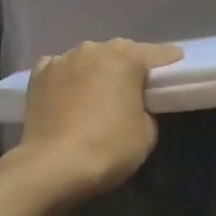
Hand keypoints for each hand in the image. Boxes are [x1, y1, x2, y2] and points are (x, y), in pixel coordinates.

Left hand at [16, 38, 182, 196]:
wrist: (52, 166)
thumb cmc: (108, 148)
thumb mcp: (146, 133)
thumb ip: (145, 109)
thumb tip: (133, 106)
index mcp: (126, 58)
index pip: (157, 54)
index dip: (169, 61)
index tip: (177, 64)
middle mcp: (94, 49)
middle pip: (119, 52)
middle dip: (128, 66)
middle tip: (134, 86)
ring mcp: (62, 59)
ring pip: (88, 59)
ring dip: (95, 71)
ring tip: (97, 93)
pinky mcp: (38, 75)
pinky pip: (60, 69)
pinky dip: (67, 78)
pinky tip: (67, 94)